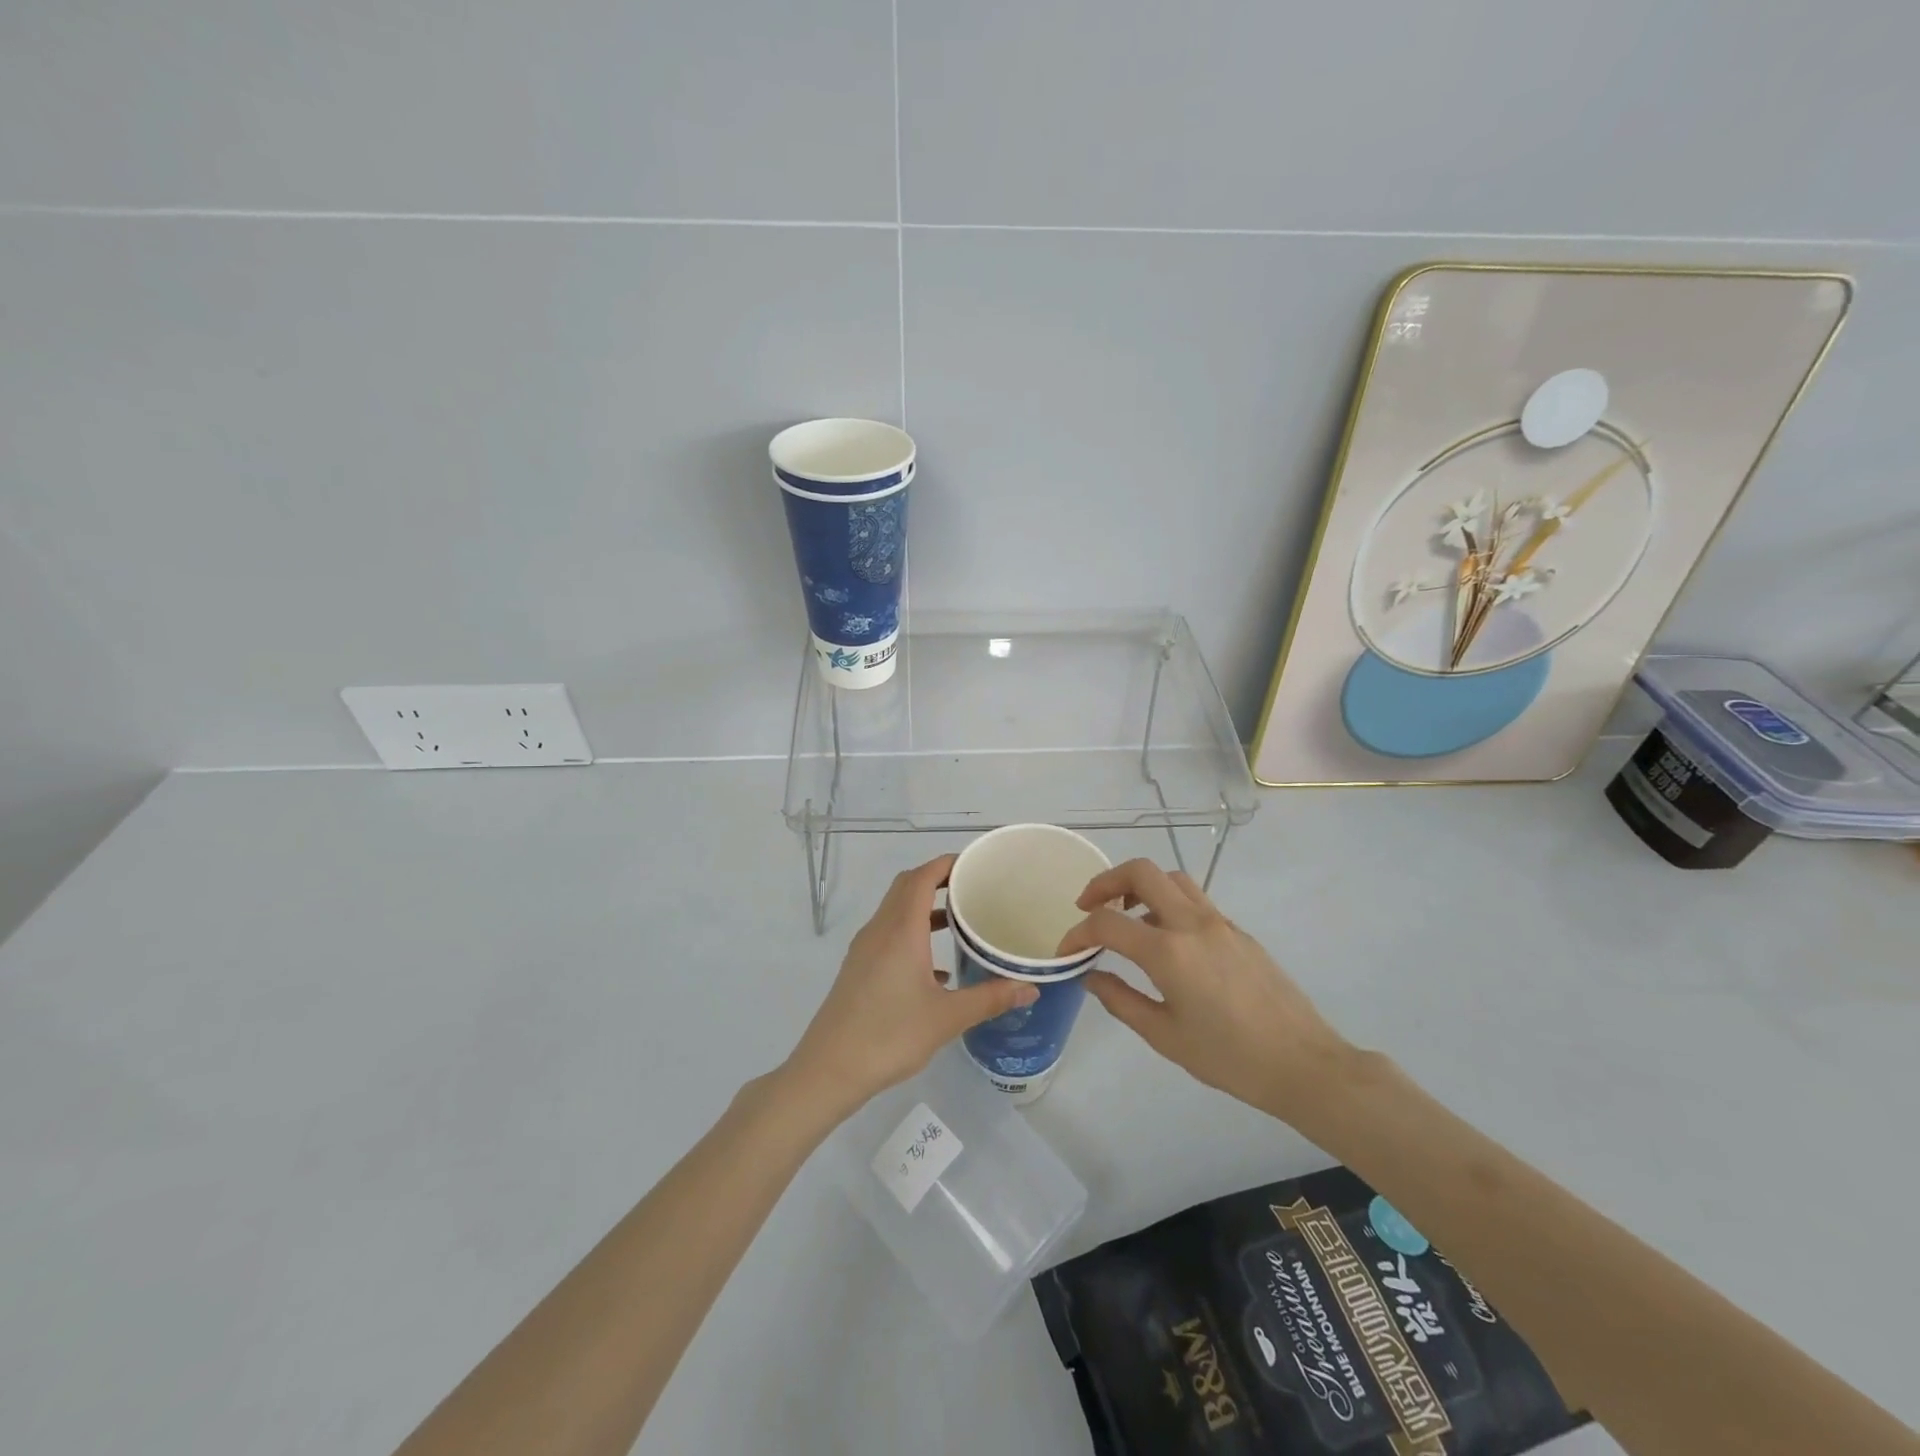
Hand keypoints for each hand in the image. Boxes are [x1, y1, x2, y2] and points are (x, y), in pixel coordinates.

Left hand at [784, 855, 1038, 1119]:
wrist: (829, 1069)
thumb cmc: (890, 1036)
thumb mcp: (947, 1018)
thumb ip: (990, 998)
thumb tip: (1031, 987)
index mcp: (900, 930)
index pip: (922, 877)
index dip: (947, 863)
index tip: (976, 864)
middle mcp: (880, 930)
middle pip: (907, 886)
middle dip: (938, 879)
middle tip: (973, 887)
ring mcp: (865, 949)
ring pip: (896, 911)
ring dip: (924, 907)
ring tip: (960, 921)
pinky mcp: (858, 969)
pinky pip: (889, 935)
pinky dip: (913, 934)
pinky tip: (937, 967)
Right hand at [1056, 859, 1351, 1123]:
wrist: (1303, 1064)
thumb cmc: (1229, 1058)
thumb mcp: (1164, 1036)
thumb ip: (1120, 1000)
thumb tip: (1090, 975)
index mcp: (1169, 951)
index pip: (1107, 923)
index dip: (1077, 933)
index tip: (1066, 951)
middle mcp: (1192, 923)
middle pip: (1141, 871)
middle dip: (1105, 881)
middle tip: (1088, 906)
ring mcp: (1219, 922)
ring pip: (1171, 878)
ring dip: (1140, 886)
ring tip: (1126, 915)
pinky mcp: (1238, 930)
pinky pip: (1193, 899)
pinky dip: (1167, 903)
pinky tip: (1164, 939)